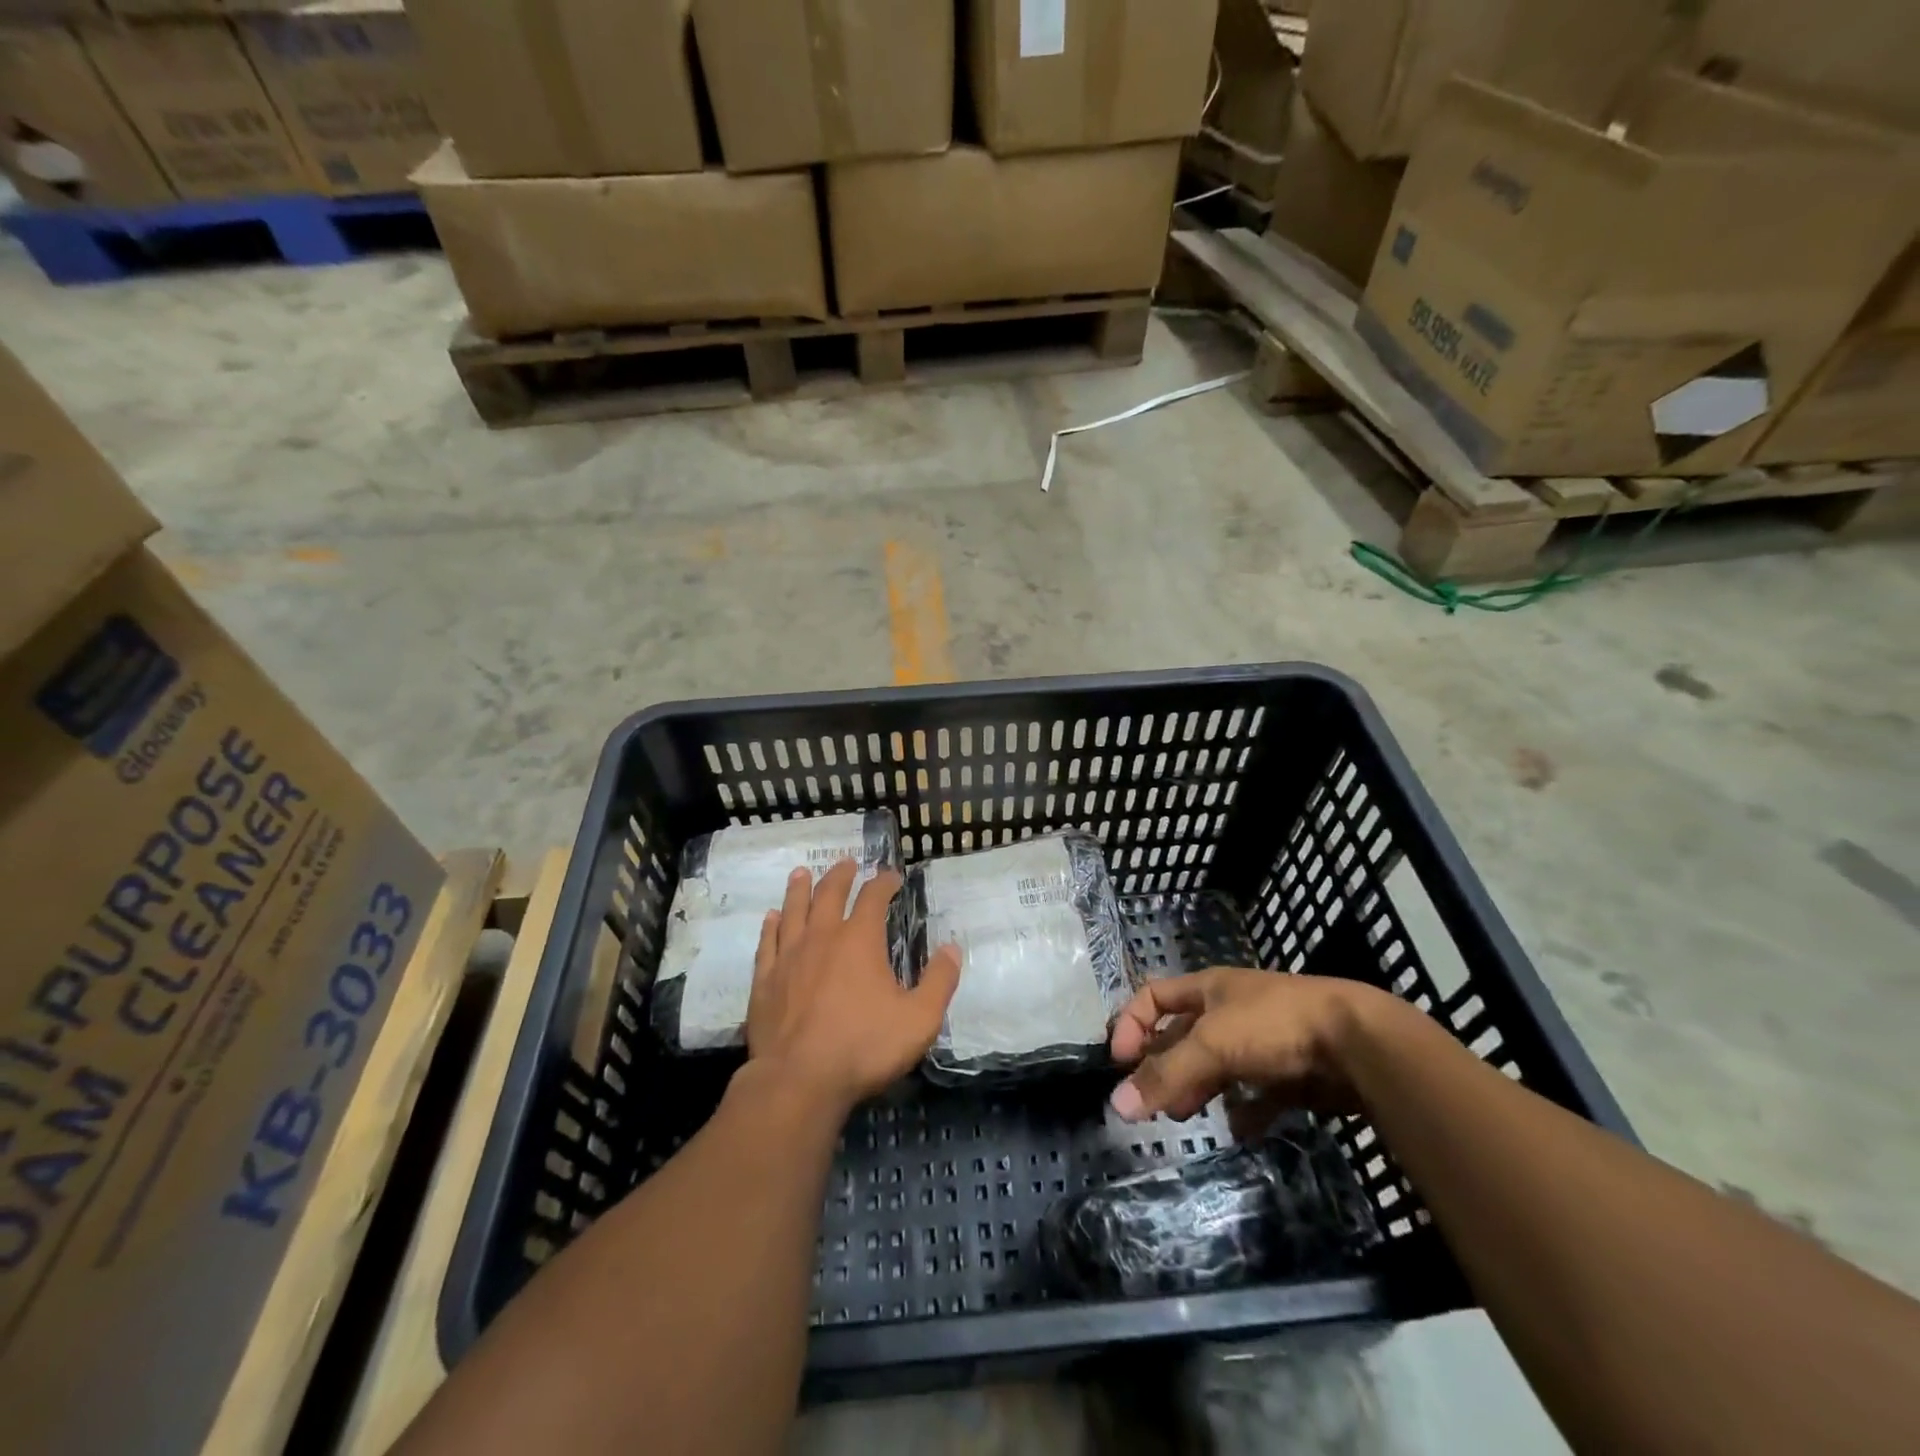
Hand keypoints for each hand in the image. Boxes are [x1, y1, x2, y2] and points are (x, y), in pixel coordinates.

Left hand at [746, 859, 960, 1115]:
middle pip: (829, 893)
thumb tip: (953, 948)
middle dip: (840, 875)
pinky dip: (771, 926)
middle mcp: (822, 937)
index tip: (892, 877)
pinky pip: (767, 942)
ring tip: (802, 873)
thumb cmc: (864, 1047)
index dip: (884, 882)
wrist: (799, 1081)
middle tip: (847, 863)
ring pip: (793, 910)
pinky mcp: (765, 980)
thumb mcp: (919, 1019)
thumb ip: (939, 981)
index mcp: (860, 940)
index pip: (874, 897)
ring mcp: (789, 957)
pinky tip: (771, 918)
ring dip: (799, 889)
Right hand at [1108, 969, 1395, 1136]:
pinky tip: (1239, 1129)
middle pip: (1182, 1036)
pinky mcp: (1289, 1074)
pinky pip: (1255, 1094)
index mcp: (1208, 988)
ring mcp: (1261, 1042)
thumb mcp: (1212, 1045)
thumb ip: (1166, 1075)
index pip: (1153, 997)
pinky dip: (1243, 1112)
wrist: (1357, 1043)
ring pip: (1216, 1066)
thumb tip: (1116, 1106)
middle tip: (1150, 1101)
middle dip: (1163, 1065)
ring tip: (1184, 1115)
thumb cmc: (1273, 1025)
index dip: (1132, 1024)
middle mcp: (1230, 1011)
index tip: (1120, 1063)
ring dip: (1197, 1089)